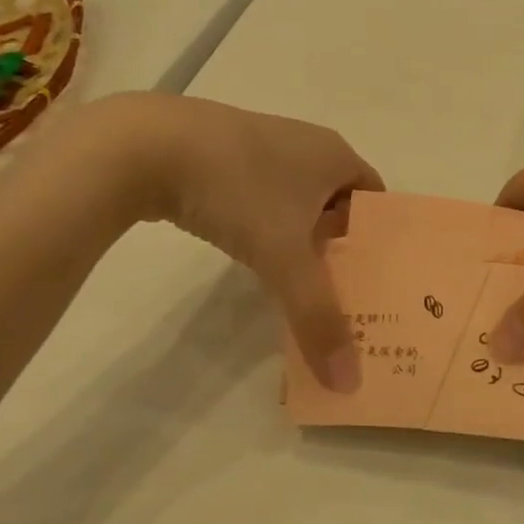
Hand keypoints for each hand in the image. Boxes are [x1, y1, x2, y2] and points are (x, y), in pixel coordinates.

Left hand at [58, 95, 382, 387]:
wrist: (146, 145)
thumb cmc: (238, 190)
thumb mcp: (284, 257)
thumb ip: (317, 317)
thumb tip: (347, 381)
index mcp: (335, 155)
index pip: (374, 199)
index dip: (377, 240)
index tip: (373, 282)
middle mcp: (306, 143)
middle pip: (337, 202)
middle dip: (339, 246)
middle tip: (341, 293)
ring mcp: (262, 144)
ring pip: (297, 200)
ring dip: (300, 238)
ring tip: (298, 282)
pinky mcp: (222, 153)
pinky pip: (262, 195)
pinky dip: (265, 226)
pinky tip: (250, 253)